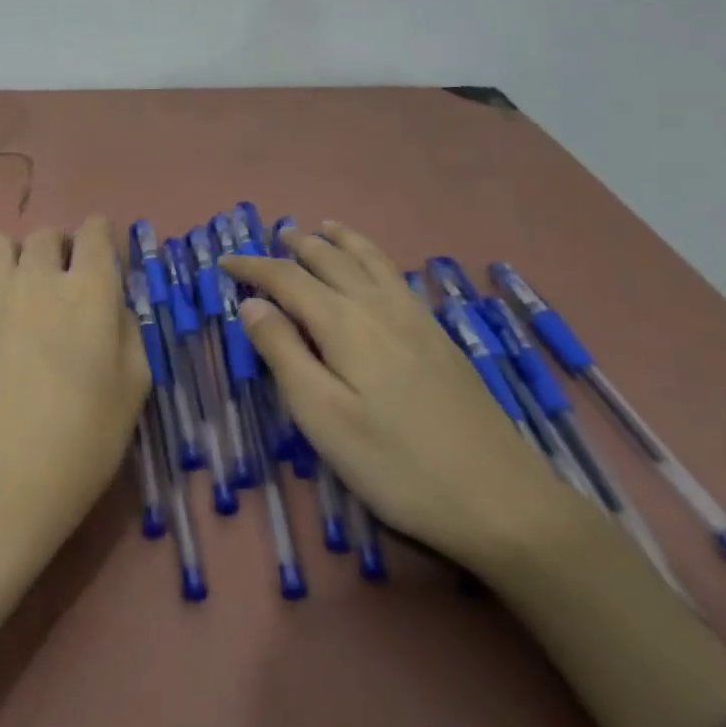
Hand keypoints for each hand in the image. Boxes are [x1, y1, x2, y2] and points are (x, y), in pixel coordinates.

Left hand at [0, 216, 148, 571]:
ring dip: (22, 256)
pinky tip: (3, 322)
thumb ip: (129, 333)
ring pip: (5, 244)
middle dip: (63, 246)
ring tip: (28, 291)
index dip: (103, 238)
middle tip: (69, 282)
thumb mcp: (133, 389)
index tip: (106, 260)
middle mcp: (40, 277)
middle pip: (48, 234)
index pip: (96, 232)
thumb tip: (116, 307)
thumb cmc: (82, 438)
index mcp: (90, 289)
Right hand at [222, 221, 589, 573]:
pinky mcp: (440, 339)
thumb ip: (283, 352)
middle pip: (331, 260)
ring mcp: (416, 320)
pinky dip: (375, 259)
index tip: (224, 261)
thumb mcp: (321, 415)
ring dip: (342, 241)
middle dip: (298, 245)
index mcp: (344, 323)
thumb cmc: (394, 463)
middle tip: (274, 236)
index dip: (253, 266)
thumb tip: (251, 303)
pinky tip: (377, 270)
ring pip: (372, 261)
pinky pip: (397, 278)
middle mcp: (379, 307)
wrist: (500, 499)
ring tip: (324, 227)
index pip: (287, 279)